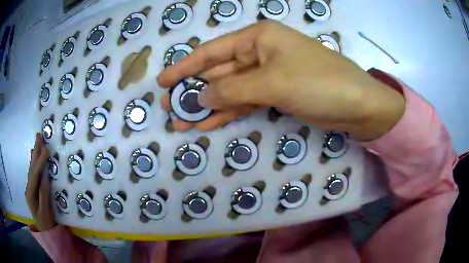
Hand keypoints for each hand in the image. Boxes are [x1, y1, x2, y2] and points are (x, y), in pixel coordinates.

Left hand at [25, 133, 55, 230]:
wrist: (45, 232)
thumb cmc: (46, 223)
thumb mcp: (46, 212)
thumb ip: (44, 195)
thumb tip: (45, 178)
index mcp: (31, 193)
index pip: (35, 174)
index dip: (40, 161)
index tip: (46, 149)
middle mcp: (29, 187)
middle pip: (32, 167)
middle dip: (35, 151)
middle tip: (39, 135)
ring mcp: (31, 187)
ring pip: (32, 168)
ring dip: (35, 154)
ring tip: (37, 141)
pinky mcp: (34, 188)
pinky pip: (34, 172)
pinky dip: (34, 162)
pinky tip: (33, 155)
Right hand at [157, 21, 404, 140]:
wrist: (357, 105)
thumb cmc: (318, 83)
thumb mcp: (271, 83)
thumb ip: (231, 89)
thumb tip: (199, 96)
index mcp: (257, 37)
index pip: (211, 51)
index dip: (184, 67)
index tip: (162, 82)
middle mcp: (260, 52)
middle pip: (218, 72)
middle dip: (193, 91)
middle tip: (170, 109)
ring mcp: (268, 74)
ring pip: (229, 89)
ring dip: (207, 105)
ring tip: (183, 122)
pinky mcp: (276, 93)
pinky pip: (245, 101)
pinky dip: (227, 112)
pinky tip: (208, 123)